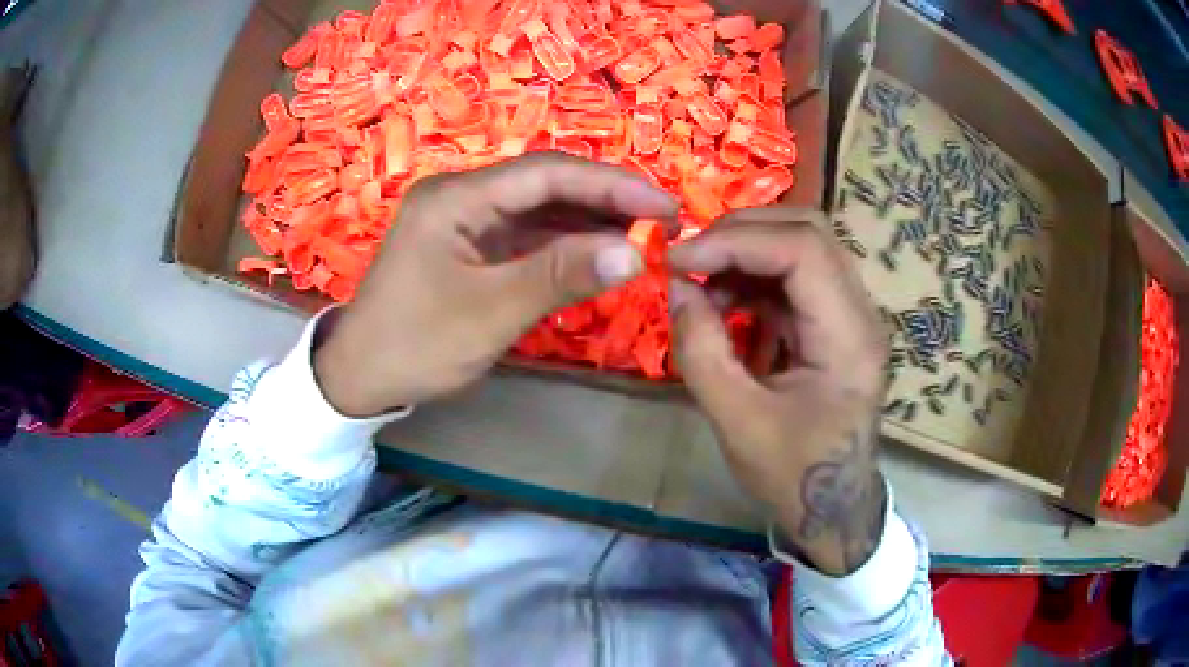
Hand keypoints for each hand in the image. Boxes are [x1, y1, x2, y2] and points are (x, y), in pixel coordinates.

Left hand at [314, 152, 678, 416]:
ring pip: (539, 210)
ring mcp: (464, 221)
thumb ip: (561, 275)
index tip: (663, 206)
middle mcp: (461, 196)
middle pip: (545, 185)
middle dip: (605, 201)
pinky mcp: (469, 247)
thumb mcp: (490, 312)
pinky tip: (599, 254)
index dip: (610, 185)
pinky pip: (525, 236)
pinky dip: (564, 245)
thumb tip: (636, 251)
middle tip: (662, 222)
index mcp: (456, 197)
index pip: (546, 173)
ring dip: (589, 223)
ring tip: (642, 239)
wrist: (360, 379)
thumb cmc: (416, 344)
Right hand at [667, 208, 889, 575]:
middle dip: (741, 233)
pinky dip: (754, 278)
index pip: (802, 250)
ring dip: (747, 253)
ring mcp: (852, 314)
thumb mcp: (737, 422)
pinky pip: (796, 276)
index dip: (735, 242)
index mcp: (849, 338)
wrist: (833, 506)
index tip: (679, 260)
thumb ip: (702, 350)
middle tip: (691, 259)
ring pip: (803, 246)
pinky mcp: (836, 322)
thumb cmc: (792, 475)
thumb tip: (678, 286)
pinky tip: (726, 305)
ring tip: (703, 287)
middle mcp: (861, 312)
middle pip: (809, 231)